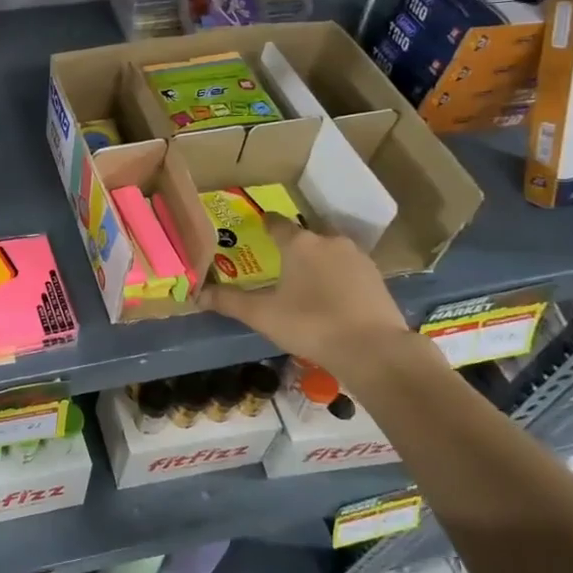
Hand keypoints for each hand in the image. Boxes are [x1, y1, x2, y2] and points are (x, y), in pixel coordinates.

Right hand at [196, 216, 412, 378]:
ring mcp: (356, 257)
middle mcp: (328, 240)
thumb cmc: (310, 324)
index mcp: (298, 243)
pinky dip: (337, 277)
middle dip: (292, 247)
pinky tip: (332, 297)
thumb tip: (197, 295)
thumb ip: (229, 302)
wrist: (372, 349)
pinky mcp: (376, 276)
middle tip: (279, 264)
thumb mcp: (262, 315)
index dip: (265, 225)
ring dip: (317, 261)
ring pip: (329, 251)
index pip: (276, 223)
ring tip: (305, 282)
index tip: (258, 229)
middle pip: (305, 237)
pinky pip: (348, 268)